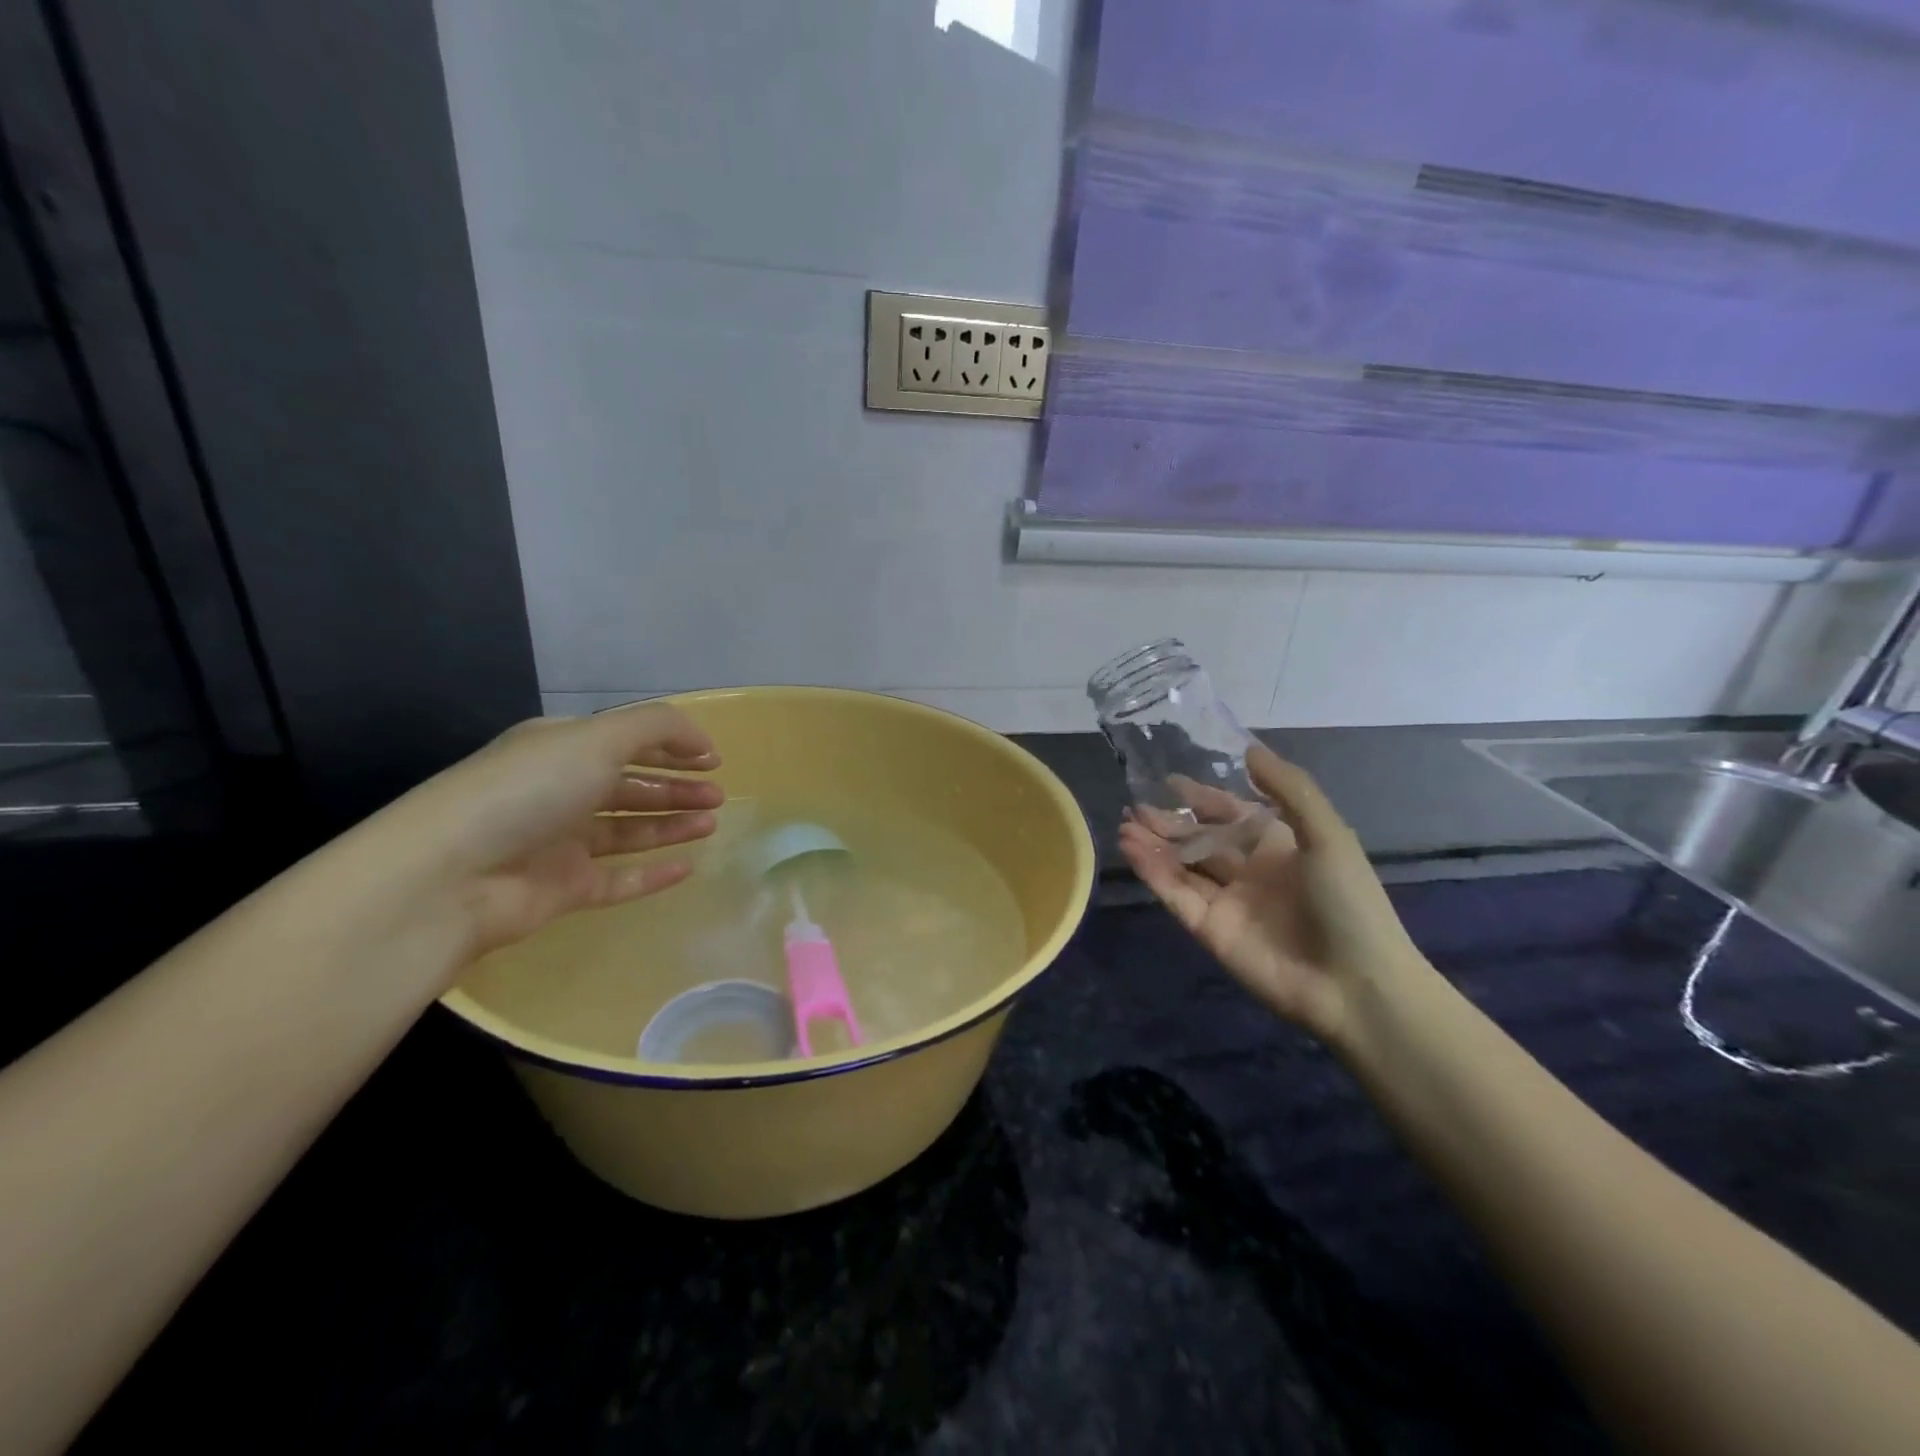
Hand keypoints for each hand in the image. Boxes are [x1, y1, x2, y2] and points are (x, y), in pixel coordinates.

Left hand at [351, 702, 723, 965]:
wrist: (448, 878)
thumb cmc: (527, 792)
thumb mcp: (596, 738)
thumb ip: (657, 727)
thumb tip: (702, 742)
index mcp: (560, 748)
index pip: (625, 741)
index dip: (671, 746)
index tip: (713, 760)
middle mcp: (558, 791)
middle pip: (630, 787)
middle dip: (676, 787)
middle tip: (718, 796)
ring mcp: (558, 843)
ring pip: (627, 831)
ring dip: (670, 825)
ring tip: (711, 824)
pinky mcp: (561, 890)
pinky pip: (617, 880)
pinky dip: (651, 874)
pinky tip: (686, 869)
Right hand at [1118, 744, 1423, 1042]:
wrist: (1354, 985)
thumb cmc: (1347, 901)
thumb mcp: (1327, 834)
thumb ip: (1289, 789)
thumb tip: (1249, 749)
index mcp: (1279, 847)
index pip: (1232, 815)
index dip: (1202, 797)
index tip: (1170, 781)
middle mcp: (1250, 871)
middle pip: (1200, 840)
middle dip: (1169, 823)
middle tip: (1135, 806)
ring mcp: (1227, 902)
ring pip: (1182, 866)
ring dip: (1154, 846)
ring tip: (1125, 825)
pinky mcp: (1209, 930)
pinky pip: (1176, 894)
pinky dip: (1153, 872)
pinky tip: (1132, 849)